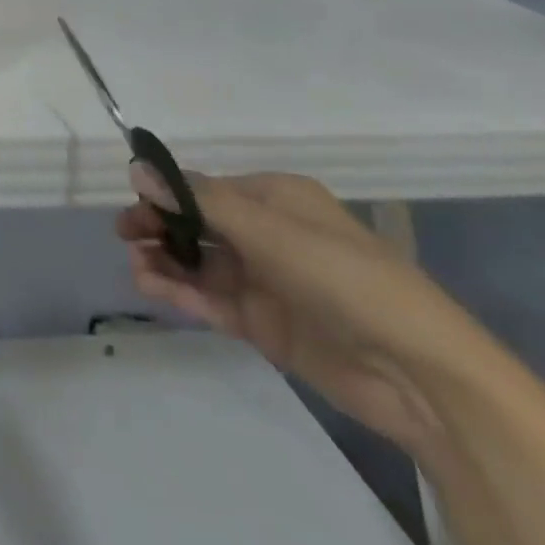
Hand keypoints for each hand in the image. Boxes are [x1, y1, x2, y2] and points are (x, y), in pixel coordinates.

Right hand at [119, 171, 500, 456]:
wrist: (419, 375)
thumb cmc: (344, 278)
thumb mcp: (268, 230)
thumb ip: (198, 201)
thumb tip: (137, 169)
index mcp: (275, 199)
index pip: (206, 187)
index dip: (166, 193)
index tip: (131, 203)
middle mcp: (268, 234)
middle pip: (198, 223)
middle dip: (160, 226)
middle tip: (125, 235)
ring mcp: (265, 280)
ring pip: (200, 262)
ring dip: (165, 261)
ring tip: (136, 269)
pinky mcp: (264, 323)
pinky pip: (212, 299)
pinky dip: (181, 291)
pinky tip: (152, 287)